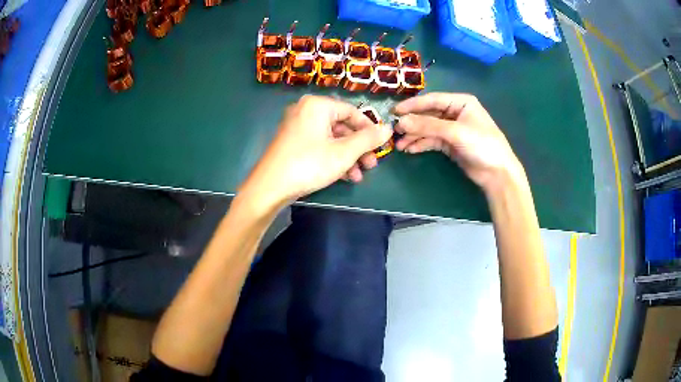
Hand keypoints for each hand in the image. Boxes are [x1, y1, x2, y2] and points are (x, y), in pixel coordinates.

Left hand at [240, 95, 391, 208]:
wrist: (270, 187)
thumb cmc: (309, 164)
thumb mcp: (344, 152)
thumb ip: (368, 139)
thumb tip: (388, 129)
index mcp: (317, 106)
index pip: (352, 111)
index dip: (369, 128)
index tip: (381, 145)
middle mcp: (306, 111)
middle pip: (342, 126)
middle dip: (359, 148)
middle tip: (372, 164)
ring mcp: (297, 128)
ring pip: (332, 139)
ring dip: (349, 157)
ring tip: (360, 175)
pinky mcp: (293, 144)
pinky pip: (319, 146)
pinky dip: (333, 159)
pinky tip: (346, 177)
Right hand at [393, 92, 523, 192]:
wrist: (497, 173)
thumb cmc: (482, 145)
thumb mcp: (455, 132)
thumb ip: (428, 126)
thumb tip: (401, 122)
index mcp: (460, 102)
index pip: (432, 100)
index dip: (413, 106)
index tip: (394, 112)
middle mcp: (455, 112)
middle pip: (428, 115)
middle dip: (412, 123)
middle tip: (394, 131)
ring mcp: (452, 129)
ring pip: (428, 129)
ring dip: (414, 136)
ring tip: (399, 145)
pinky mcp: (450, 144)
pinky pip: (432, 141)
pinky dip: (421, 144)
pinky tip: (410, 149)